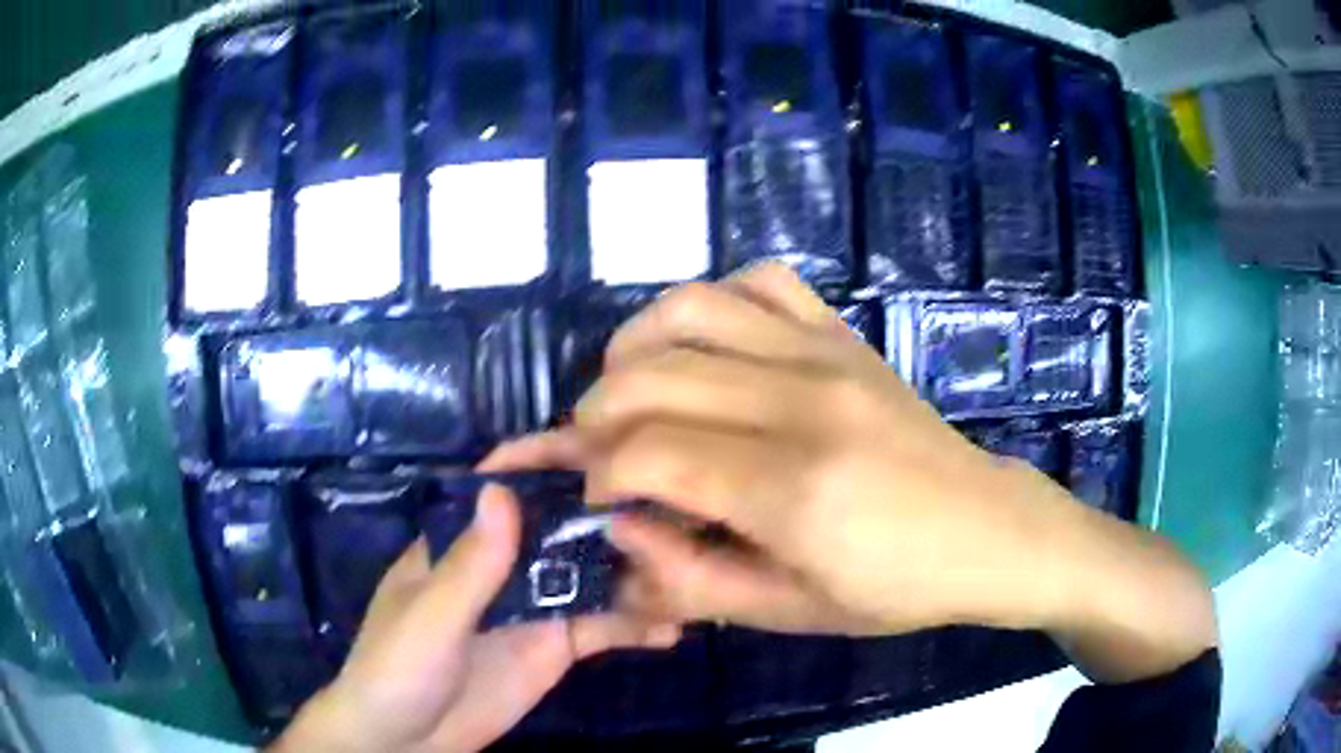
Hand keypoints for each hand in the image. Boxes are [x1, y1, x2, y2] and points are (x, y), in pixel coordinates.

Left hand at [271, 448, 679, 752]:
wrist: (406, 741)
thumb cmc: (398, 668)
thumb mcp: (429, 619)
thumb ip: (469, 566)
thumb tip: (504, 489)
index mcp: (460, 544)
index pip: (501, 487)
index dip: (544, 461)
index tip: (602, 443)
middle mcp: (502, 565)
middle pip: (558, 526)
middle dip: (607, 513)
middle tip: (670, 506)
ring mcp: (532, 607)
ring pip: (589, 574)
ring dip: (633, 570)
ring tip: (685, 565)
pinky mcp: (554, 647)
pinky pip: (600, 628)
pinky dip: (634, 626)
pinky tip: (671, 628)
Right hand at [574, 263, 1215, 680]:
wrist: (987, 531)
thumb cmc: (895, 589)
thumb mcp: (790, 613)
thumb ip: (691, 578)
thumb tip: (619, 529)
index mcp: (794, 489)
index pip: (648, 454)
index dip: (598, 474)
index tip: (599, 499)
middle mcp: (802, 401)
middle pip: (651, 374)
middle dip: (598, 415)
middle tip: (603, 455)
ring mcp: (826, 352)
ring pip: (690, 308)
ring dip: (635, 345)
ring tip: (630, 389)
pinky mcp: (844, 333)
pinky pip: (759, 280)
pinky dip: (711, 303)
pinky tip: (703, 346)